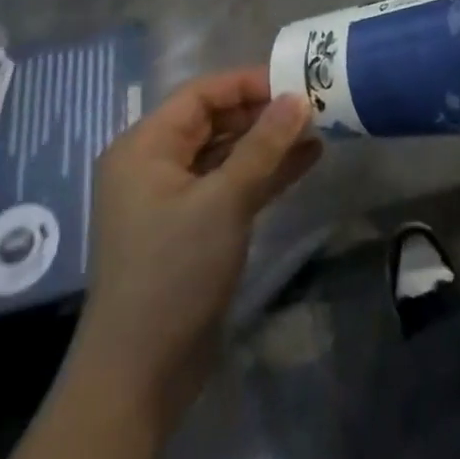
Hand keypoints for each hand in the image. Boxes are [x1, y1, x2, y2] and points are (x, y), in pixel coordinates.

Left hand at [67, 67, 319, 417]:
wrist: (139, 376)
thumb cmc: (173, 272)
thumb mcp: (224, 201)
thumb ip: (264, 145)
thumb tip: (298, 97)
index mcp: (145, 147)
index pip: (202, 95)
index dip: (249, 83)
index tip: (297, 82)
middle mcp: (155, 165)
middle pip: (216, 120)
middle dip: (265, 112)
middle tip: (315, 105)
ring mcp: (174, 198)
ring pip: (228, 152)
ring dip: (270, 142)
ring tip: (320, 129)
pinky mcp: (193, 227)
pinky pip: (232, 183)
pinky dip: (265, 172)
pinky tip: (306, 160)